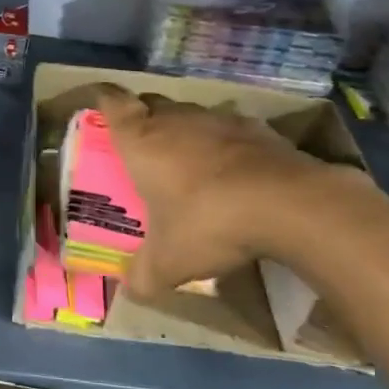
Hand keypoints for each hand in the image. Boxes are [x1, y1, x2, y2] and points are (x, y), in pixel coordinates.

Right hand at [92, 86, 361, 297]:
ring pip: (191, 115)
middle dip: (144, 118)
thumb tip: (132, 289)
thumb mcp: (169, 262)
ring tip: (190, 164)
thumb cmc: (208, 223)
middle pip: (151, 104)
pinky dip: (225, 145)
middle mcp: (176, 120)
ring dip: (186, 132)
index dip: (104, 99)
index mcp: (142, 141)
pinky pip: (230, 130)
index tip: (101, 102)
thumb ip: (143, 275)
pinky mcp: (257, 128)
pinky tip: (234, 173)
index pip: (113, 103)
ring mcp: (219, 119)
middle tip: (143, 146)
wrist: (288, 204)